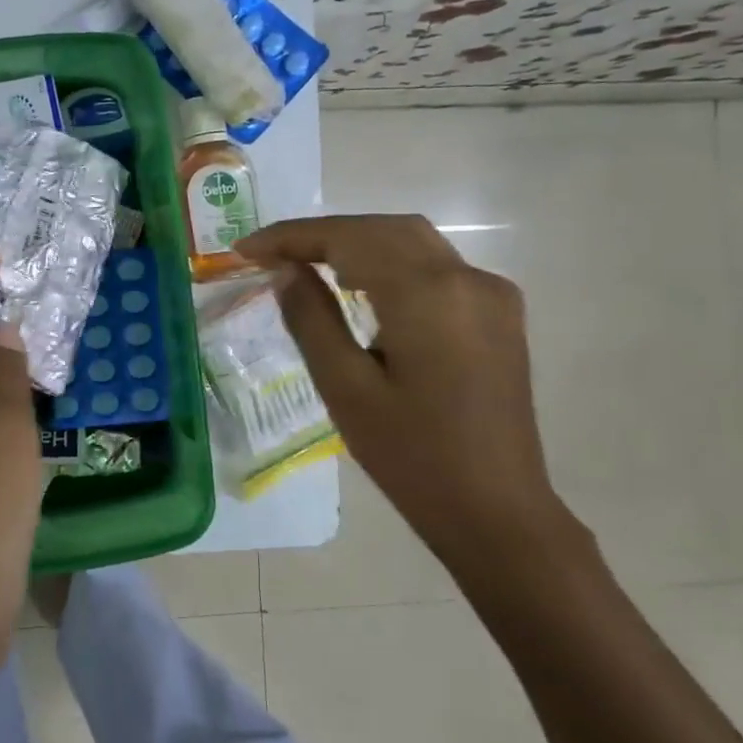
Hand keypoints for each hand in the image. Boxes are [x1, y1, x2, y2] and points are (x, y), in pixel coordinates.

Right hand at [238, 215, 590, 578]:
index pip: (348, 239)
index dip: (291, 237)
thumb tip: (285, 270)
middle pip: (383, 229)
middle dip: (322, 234)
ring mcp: (490, 294)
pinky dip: (389, 262)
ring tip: (305, 265)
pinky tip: (362, 286)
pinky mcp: (498, 314)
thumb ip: (311, 318)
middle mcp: (467, 279)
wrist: (497, 513)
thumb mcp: (344, 388)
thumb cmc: (412, 456)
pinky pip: (435, 266)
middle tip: (270, 255)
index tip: (244, 249)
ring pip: (411, 241)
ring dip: (356, 243)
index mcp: (427, 295)